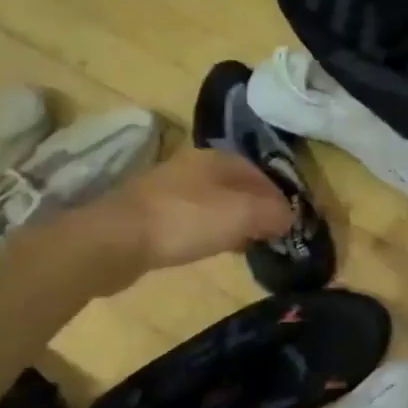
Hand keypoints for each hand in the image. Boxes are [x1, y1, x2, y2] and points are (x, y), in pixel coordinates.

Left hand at [95, 149, 293, 272]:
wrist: (117, 239)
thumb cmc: (185, 221)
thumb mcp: (241, 214)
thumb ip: (272, 212)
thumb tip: (289, 217)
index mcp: (217, 158)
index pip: (261, 173)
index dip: (279, 197)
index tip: (291, 224)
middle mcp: (194, 167)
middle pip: (237, 187)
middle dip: (257, 210)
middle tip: (271, 237)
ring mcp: (170, 189)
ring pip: (215, 203)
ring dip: (234, 222)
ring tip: (246, 246)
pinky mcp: (153, 213)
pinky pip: (194, 219)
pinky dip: (210, 231)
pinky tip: (212, 248)